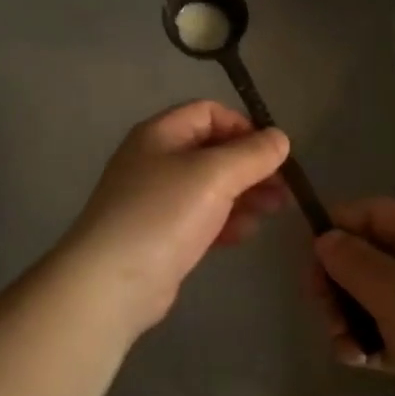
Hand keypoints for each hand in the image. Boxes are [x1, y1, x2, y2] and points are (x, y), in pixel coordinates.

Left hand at [57, 101, 290, 336]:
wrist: (111, 283)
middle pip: (212, 151)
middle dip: (250, 166)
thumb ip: (252, 154)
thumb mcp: (214, 175)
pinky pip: (200, 218)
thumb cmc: (163, 214)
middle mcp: (155, 160)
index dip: (243, 126)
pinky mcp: (160, 235)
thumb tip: (280, 138)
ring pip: (210, 187)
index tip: (272, 152)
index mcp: (160, 134)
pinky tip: (245, 233)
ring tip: (275, 210)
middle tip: (283, 187)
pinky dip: (225, 220)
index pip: (209, 112)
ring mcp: (156, 200)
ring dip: (244, 194)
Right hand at [313, 198, 394, 395]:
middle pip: (370, 256)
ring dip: (351, 317)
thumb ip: (353, 262)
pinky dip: (373, 342)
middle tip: (323, 314)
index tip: (309, 262)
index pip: (371, 213)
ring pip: (378, 297)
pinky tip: (360, 362)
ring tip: (344, 347)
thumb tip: (326, 238)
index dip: (336, 229)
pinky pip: (394, 330)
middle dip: (339, 283)